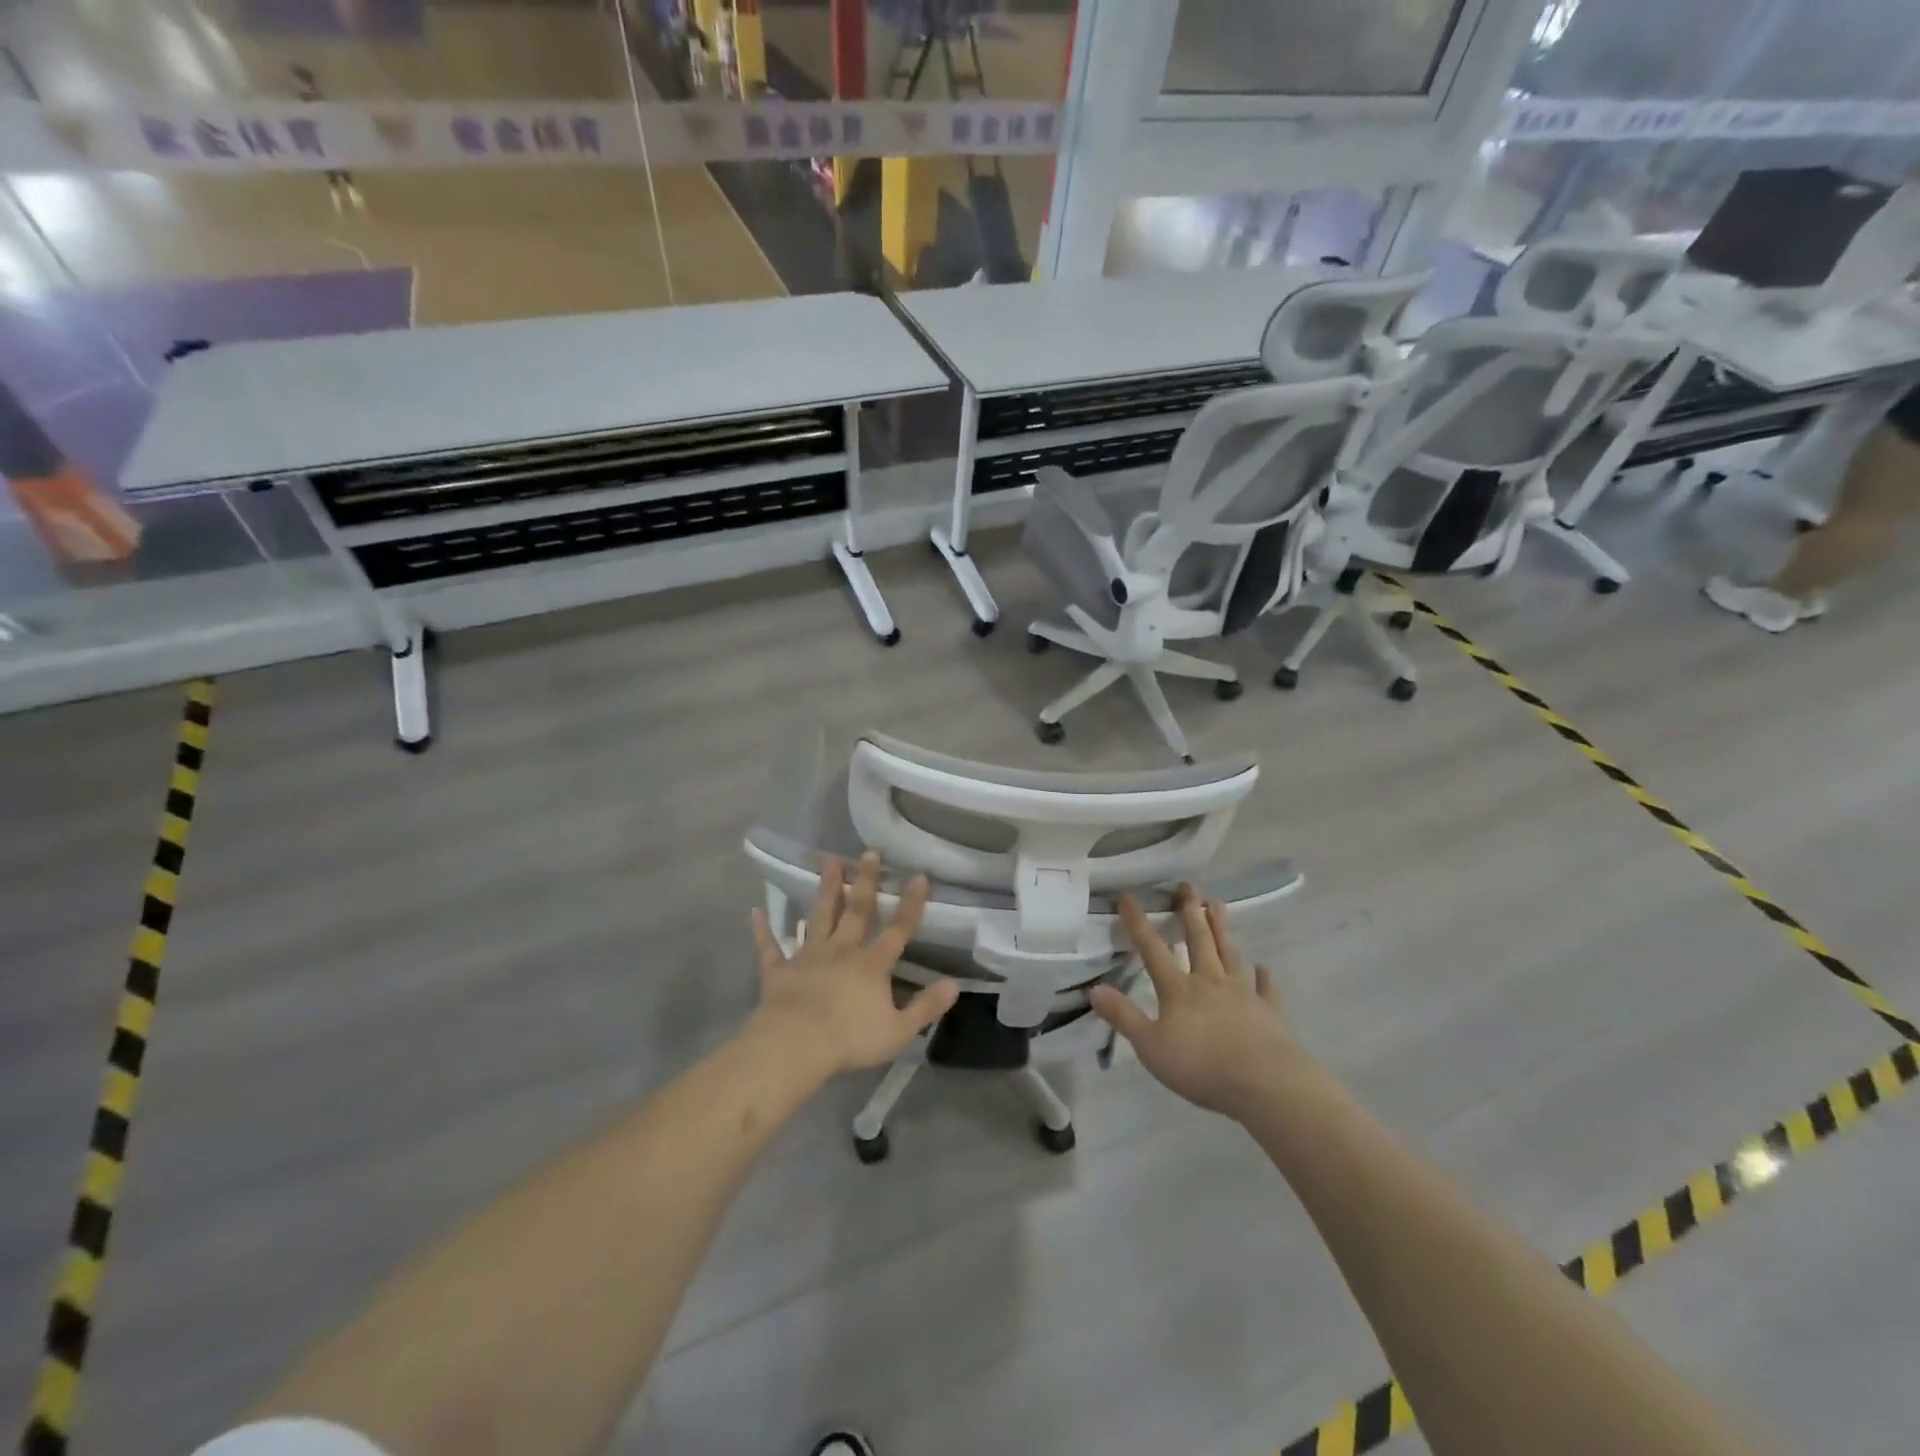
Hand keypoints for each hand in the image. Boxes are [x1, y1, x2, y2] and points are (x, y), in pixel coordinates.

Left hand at [748, 852, 958, 1078]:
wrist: (796, 1044)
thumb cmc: (850, 1038)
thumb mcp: (899, 1030)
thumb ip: (926, 1006)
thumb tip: (954, 984)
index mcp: (872, 965)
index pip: (898, 929)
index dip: (910, 904)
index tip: (919, 875)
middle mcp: (842, 951)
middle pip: (857, 911)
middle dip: (865, 881)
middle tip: (869, 853)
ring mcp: (808, 957)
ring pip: (819, 917)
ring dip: (825, 890)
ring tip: (828, 862)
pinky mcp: (779, 970)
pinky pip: (770, 947)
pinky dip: (764, 930)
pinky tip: (756, 912)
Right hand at [1088, 886, 1299, 1121]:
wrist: (1264, 1083)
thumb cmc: (1201, 1066)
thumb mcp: (1150, 1046)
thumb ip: (1123, 1016)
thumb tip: (1094, 989)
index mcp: (1179, 989)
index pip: (1153, 949)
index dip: (1138, 923)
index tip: (1128, 896)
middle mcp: (1210, 982)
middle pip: (1198, 940)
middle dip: (1190, 912)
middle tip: (1188, 886)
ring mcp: (1243, 994)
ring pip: (1230, 954)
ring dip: (1223, 929)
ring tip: (1218, 905)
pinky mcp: (1268, 1012)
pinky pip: (1265, 989)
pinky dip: (1264, 978)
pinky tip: (1264, 968)